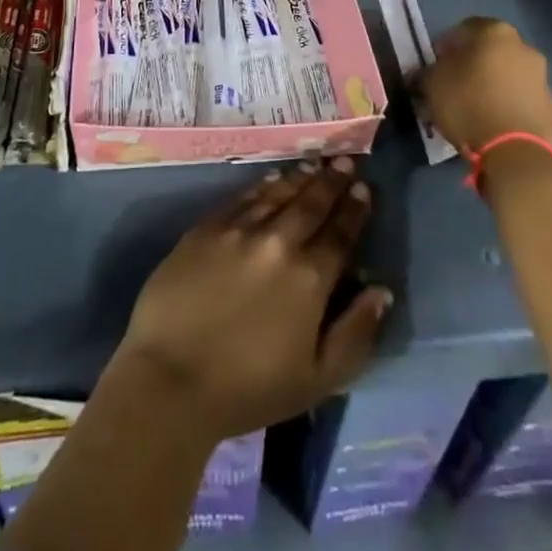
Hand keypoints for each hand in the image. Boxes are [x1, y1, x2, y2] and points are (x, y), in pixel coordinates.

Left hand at [112, 159, 392, 441]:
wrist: (171, 379)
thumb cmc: (249, 389)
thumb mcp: (318, 380)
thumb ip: (356, 333)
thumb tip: (381, 291)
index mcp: (310, 278)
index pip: (340, 233)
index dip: (354, 209)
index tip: (364, 188)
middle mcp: (278, 242)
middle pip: (311, 203)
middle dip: (331, 181)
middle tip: (345, 161)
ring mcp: (239, 230)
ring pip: (278, 193)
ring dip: (300, 177)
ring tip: (315, 164)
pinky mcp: (206, 227)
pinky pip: (243, 197)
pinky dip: (263, 185)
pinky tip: (272, 178)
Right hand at [421, 17, 551, 156]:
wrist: (515, 152)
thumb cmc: (468, 104)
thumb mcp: (432, 85)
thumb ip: (425, 73)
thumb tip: (420, 74)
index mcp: (495, 32)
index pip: (465, 28)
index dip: (447, 45)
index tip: (436, 64)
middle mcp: (523, 47)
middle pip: (490, 50)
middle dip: (472, 63)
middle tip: (453, 84)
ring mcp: (541, 76)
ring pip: (507, 73)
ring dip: (492, 83)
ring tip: (473, 106)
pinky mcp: (550, 106)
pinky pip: (520, 97)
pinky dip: (506, 102)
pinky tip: (491, 121)